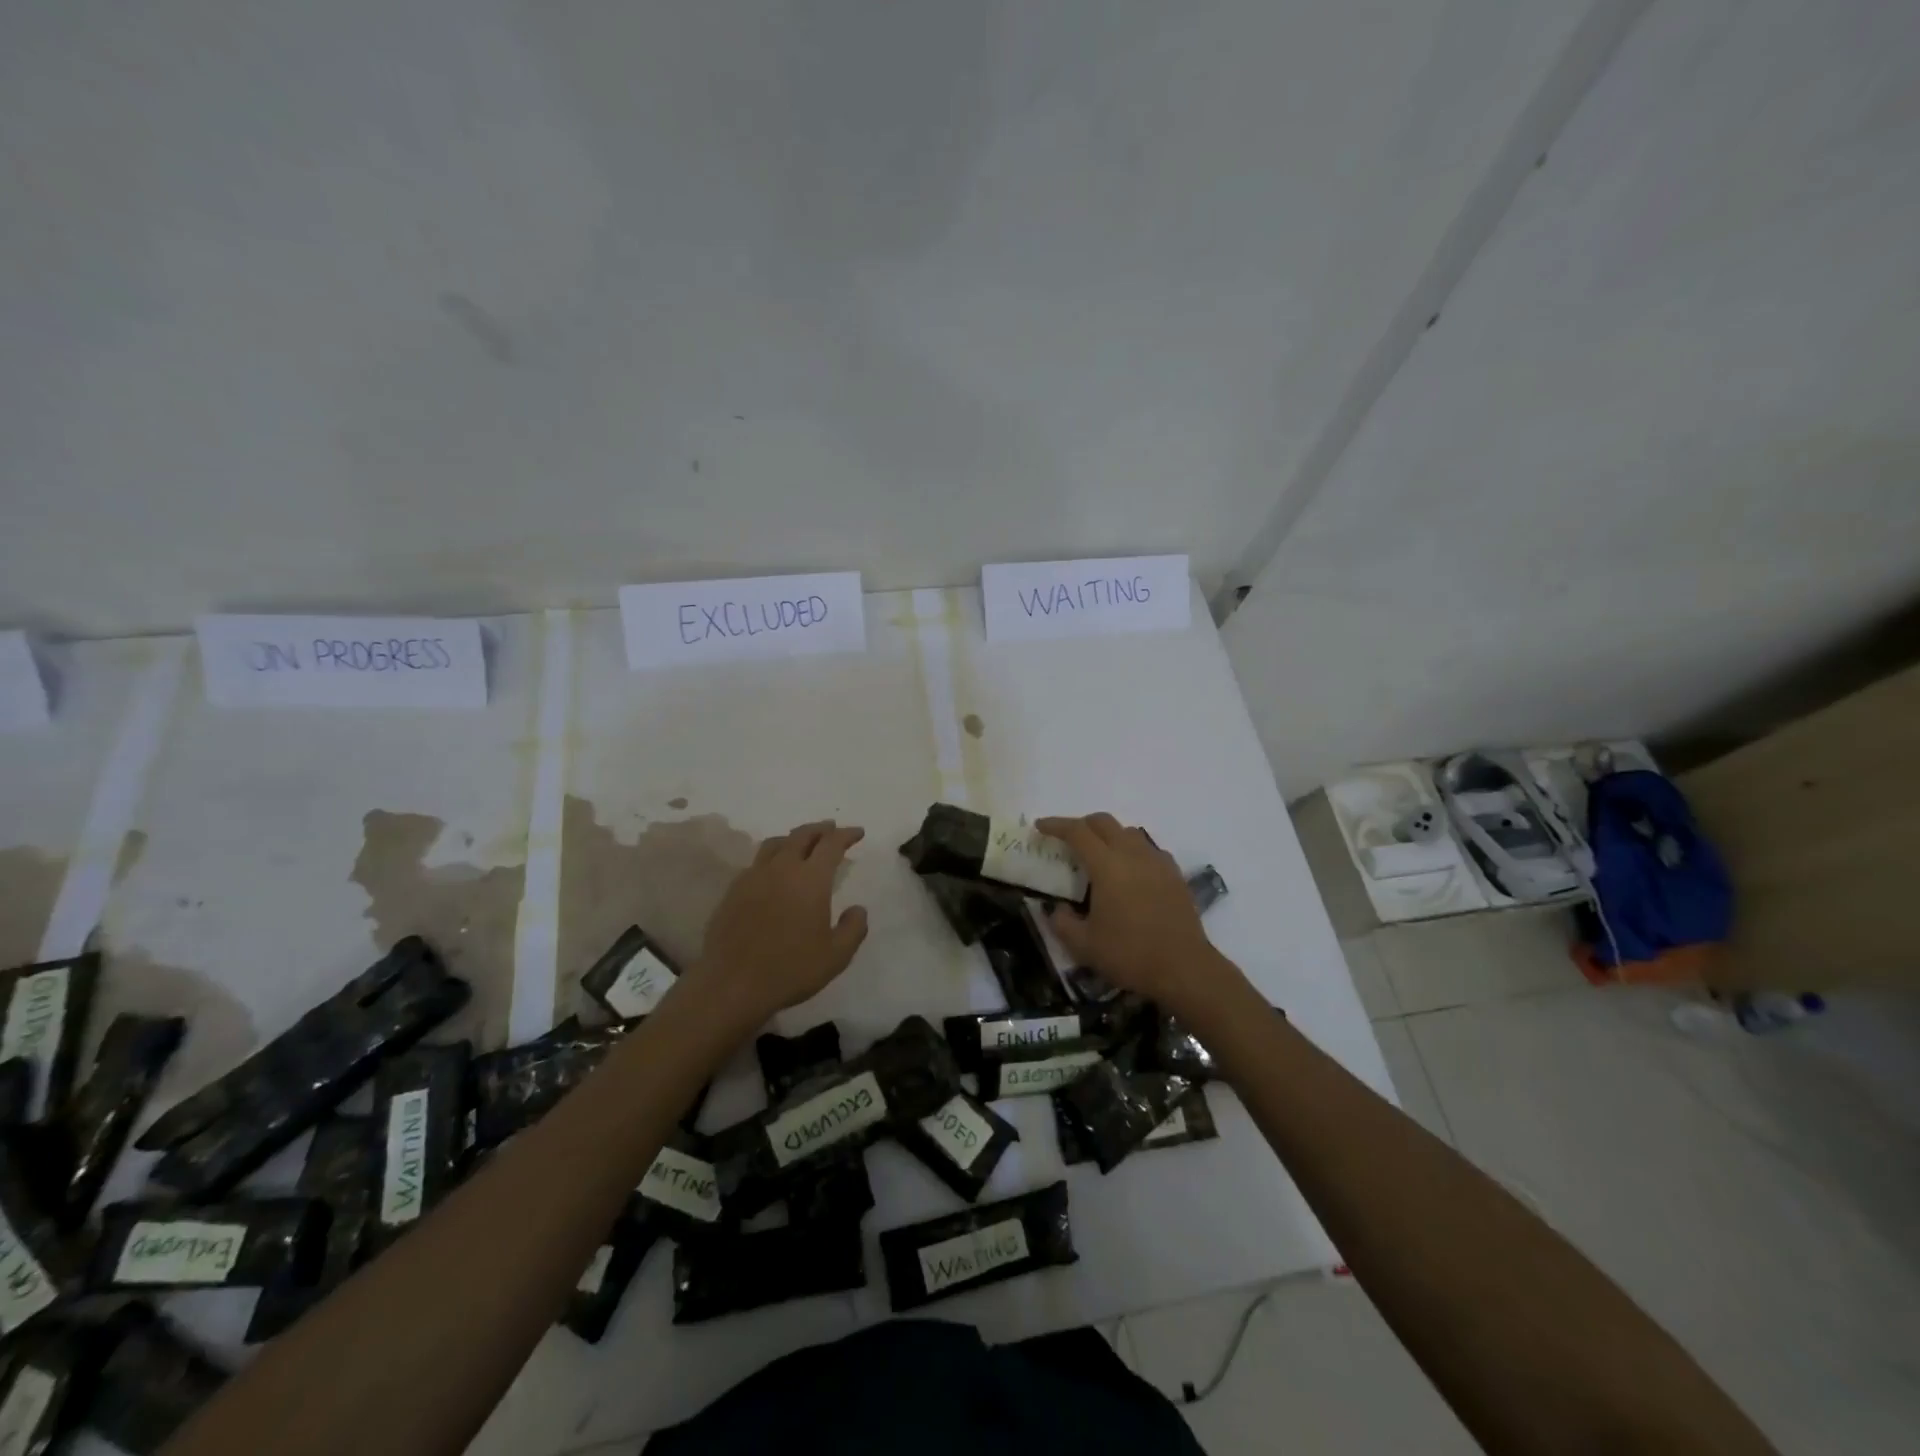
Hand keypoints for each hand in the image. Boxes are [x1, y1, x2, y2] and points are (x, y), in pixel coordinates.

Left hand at [685, 820, 869, 1026]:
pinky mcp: (733, 891)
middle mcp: (781, 869)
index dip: (846, 834)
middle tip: (832, 829)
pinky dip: (772, 858)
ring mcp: (753, 877)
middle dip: (820, 829)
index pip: (831, 844)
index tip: (858, 833)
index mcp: (810, 879)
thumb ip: (853, 928)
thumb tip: (857, 909)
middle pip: (802, 835)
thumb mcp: (836, 956)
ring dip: (794, 838)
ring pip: (775, 844)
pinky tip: (773, 872)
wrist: (731, 985)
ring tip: (802, 844)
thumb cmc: (790, 969)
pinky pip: (756, 863)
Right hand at [1038, 814, 1238, 1012]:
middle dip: (1082, 824)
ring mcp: (1158, 862)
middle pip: (1104, 822)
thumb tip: (1057, 909)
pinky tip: (1130, 872)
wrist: (1184, 969)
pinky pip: (1149, 849)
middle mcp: (1133, 855)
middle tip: (1067, 839)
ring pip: (1129, 832)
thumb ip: (1062, 922)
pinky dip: (1132, 851)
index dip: (1056, 825)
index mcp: (1107, 866)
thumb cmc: (1129, 955)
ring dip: (1109, 836)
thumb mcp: (1083, 945)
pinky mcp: (1175, 875)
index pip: (1077, 832)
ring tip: (1098, 855)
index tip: (1040, 826)